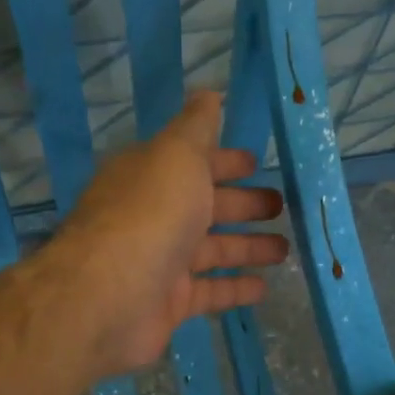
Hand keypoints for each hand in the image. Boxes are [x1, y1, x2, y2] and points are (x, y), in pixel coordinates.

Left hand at [51, 91, 287, 377]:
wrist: (109, 296)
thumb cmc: (150, 214)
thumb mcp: (177, 154)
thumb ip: (196, 126)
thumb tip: (209, 93)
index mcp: (151, 175)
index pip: (192, 161)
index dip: (224, 160)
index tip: (257, 163)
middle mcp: (153, 215)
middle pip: (205, 205)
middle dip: (243, 203)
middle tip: (281, 204)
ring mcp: (160, 260)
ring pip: (212, 249)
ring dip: (247, 246)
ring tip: (285, 248)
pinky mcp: (169, 302)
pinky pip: (209, 291)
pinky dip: (235, 287)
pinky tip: (264, 287)